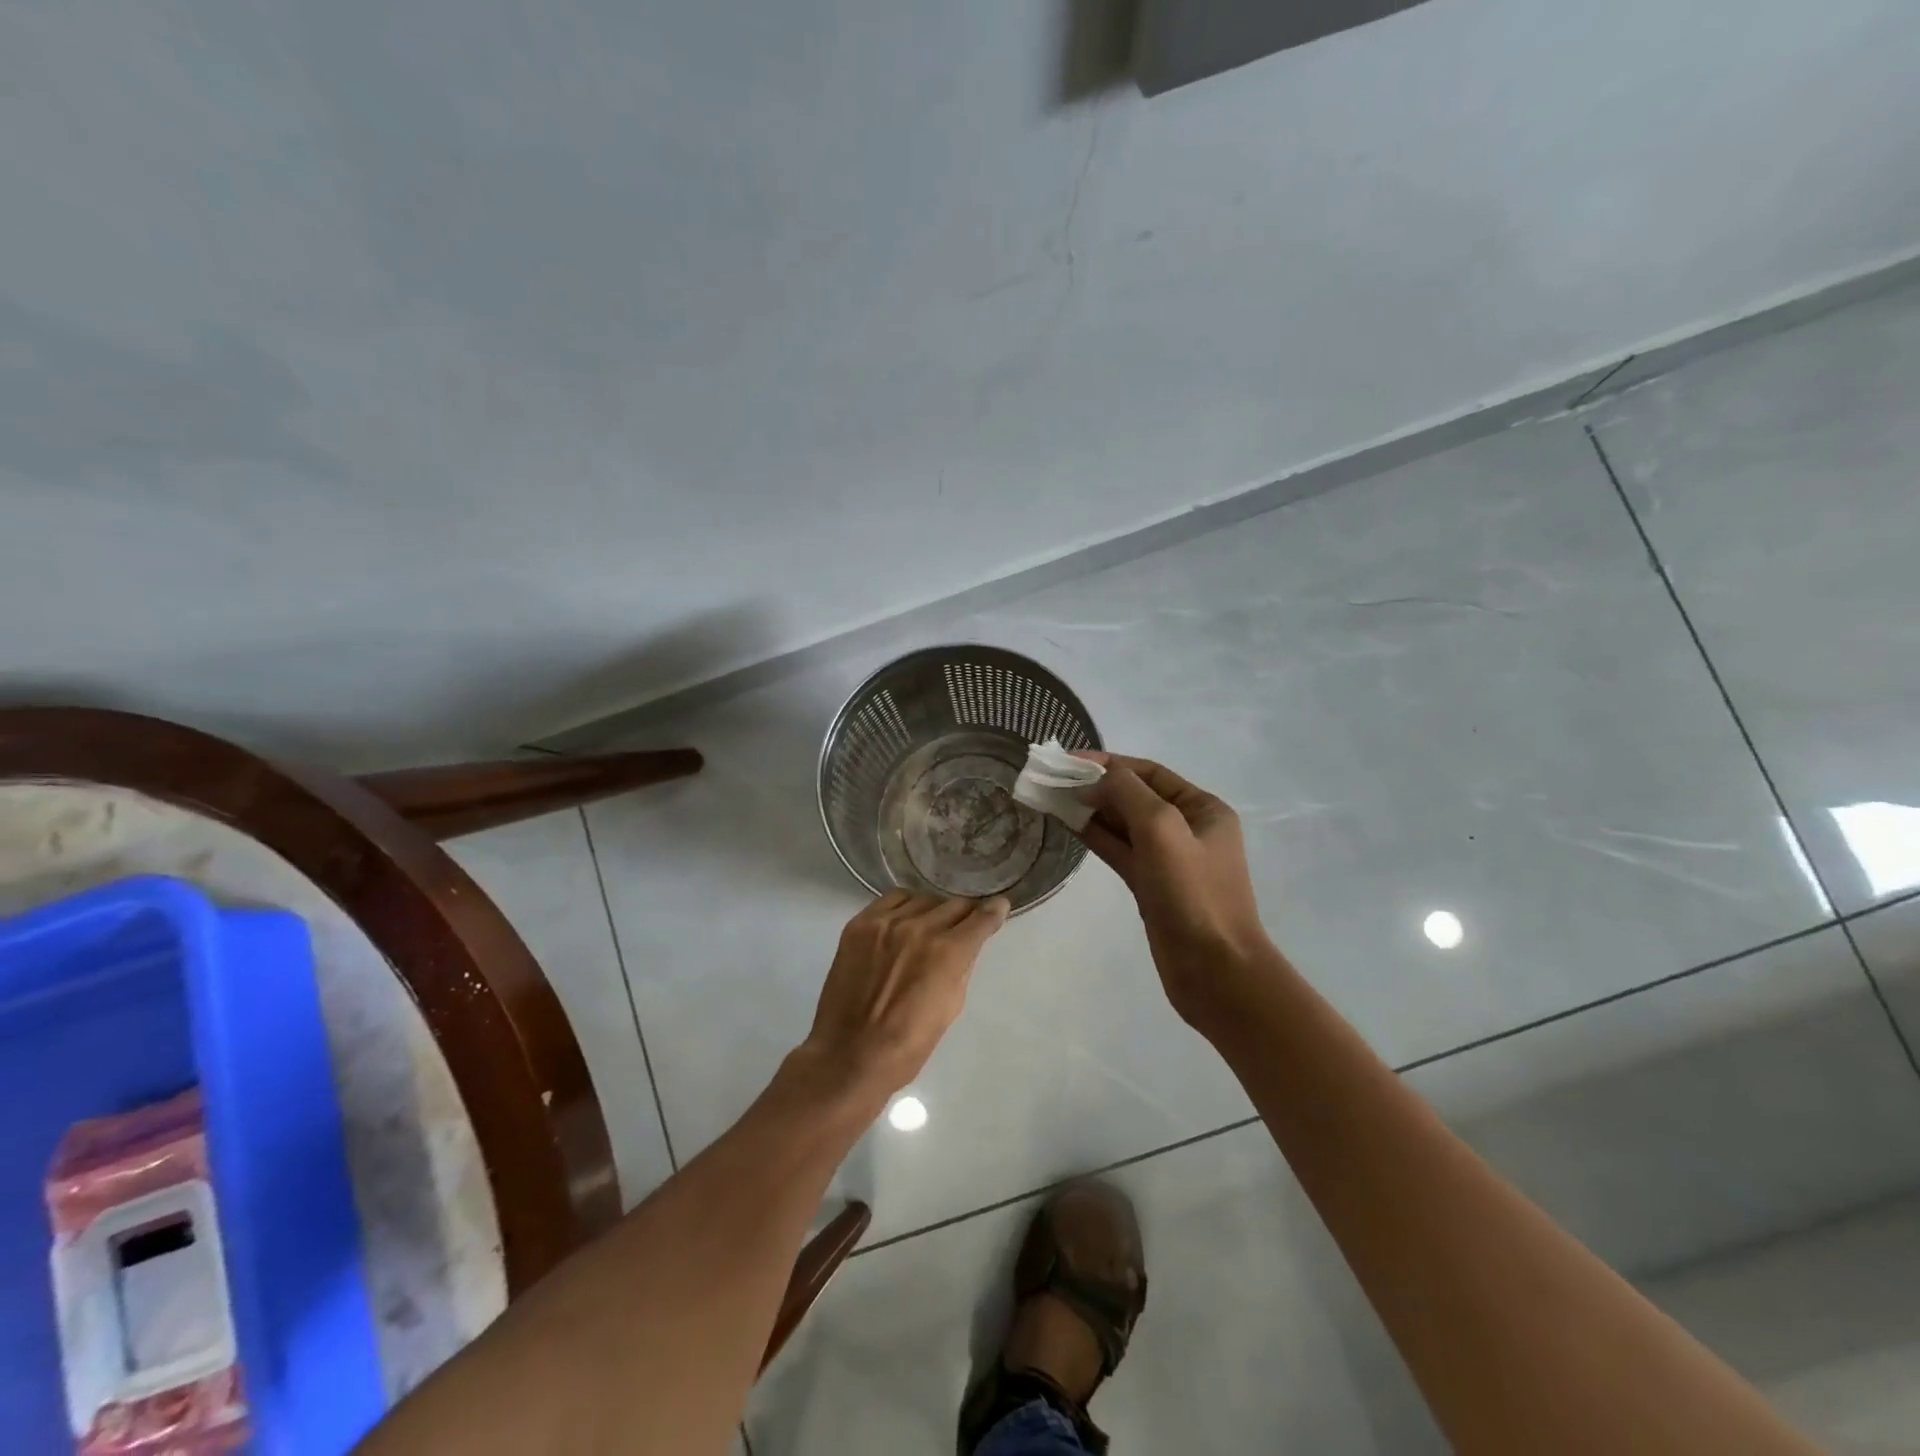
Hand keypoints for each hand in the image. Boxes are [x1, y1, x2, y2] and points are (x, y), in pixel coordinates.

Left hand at [798, 890, 1009, 1103]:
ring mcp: (886, 923)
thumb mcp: (951, 1006)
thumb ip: (961, 967)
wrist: (850, 1055)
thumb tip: (967, 945)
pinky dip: (905, 906)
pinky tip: (904, 920)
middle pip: (954, 905)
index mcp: (947, 952)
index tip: (999, 907)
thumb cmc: (909, 1044)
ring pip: (923, 899)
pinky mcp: (860, 924)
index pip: (981, 918)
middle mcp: (919, 928)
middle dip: (965, 914)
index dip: (994, 911)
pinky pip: (891, 900)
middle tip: (964, 925)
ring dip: (934, 911)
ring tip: (930, 926)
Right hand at [1075, 753, 1273, 1025]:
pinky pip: (1120, 851)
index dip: (1109, 763)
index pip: (1150, 772)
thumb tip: (1096, 778)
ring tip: (1053, 797)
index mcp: (1203, 808)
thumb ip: (1128, 793)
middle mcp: (1188, 828)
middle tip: (1054, 780)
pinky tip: (1069, 824)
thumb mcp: (1162, 829)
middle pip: (1135, 796)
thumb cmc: (1193, 893)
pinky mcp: (1151, 885)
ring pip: (1123, 824)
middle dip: (1097, 785)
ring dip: (1092, 810)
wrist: (1215, 971)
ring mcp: (1169, 859)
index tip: (1068, 760)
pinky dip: (1095, 836)